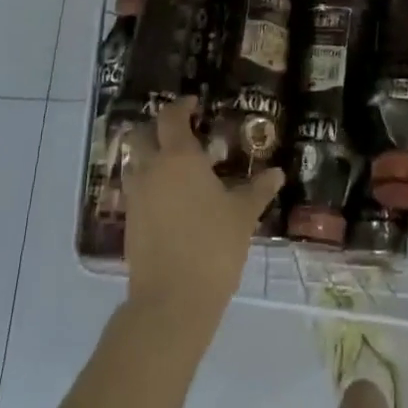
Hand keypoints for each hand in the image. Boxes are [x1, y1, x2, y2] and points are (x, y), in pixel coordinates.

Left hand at [122, 98, 283, 339]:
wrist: (171, 302)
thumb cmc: (212, 246)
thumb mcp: (243, 215)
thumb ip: (258, 189)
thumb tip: (277, 173)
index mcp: (179, 157)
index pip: (171, 116)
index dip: (181, 106)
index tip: (195, 105)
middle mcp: (151, 169)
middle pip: (142, 134)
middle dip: (157, 127)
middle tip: (180, 132)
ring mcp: (136, 197)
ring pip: (134, 162)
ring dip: (149, 156)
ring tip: (176, 166)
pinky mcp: (130, 223)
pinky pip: (135, 190)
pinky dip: (148, 184)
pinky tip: (170, 199)